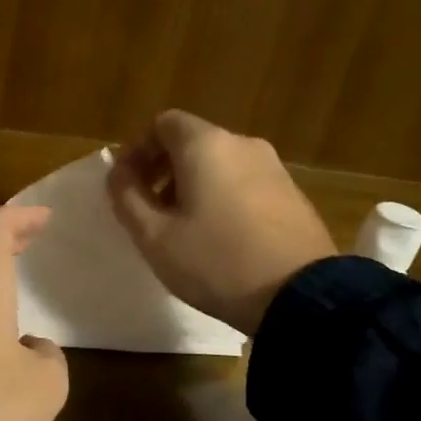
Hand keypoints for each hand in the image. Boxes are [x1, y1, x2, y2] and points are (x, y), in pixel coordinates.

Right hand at [106, 109, 335, 334]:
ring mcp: (274, 169)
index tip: (127, 185)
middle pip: (192, 142)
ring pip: (220, 164)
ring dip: (193, 186)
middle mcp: (243, 145)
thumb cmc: (216, 261)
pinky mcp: (293, 195)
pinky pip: (245, 183)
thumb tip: (118, 174)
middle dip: (163, 170)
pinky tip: (220, 238)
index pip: (163, 124)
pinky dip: (223, 197)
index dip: (138, 150)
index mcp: (206, 146)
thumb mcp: (154, 236)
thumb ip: (127, 197)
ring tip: (183, 228)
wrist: (302, 297)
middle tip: (149, 209)